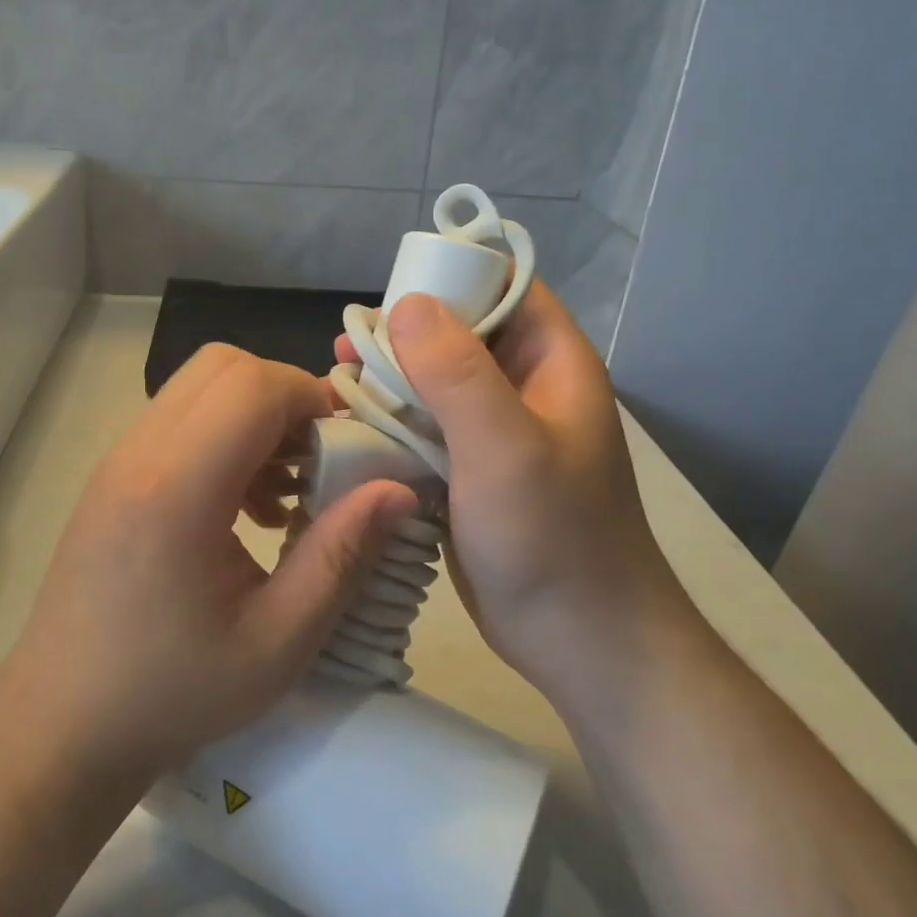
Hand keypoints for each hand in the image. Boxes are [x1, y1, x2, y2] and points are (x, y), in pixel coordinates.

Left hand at [2, 344, 416, 782]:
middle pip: (224, 366)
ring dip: (255, 415)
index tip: (351, 449)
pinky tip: (245, 507)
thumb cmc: (172, 692)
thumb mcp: (277, 642)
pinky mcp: (114, 474)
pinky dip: (224, 435)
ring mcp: (118, 459)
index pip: (253, 386)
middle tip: (322, 461)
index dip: (313, 399)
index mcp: (176, 489)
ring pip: (200, 386)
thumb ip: (340, 556)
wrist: (63, 721)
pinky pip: (179, 418)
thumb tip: (399, 489)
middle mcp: (139, 454)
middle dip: (287, 397)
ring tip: (286, 490)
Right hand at [358, 286, 685, 696]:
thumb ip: (457, 371)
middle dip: (406, 334)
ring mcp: (495, 433)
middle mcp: (524, 388)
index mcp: (551, 364)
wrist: (578, 640)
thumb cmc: (553, 537)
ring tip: (338, 383)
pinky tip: (350, 429)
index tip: (392, 289)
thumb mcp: (505, 446)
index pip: (506, 288)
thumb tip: (407, 303)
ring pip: (435, 383)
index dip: (453, 276)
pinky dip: (390, 423)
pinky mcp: (468, 471)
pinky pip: (425, 429)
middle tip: (348, 344)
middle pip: (461, 333)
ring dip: (390, 380)